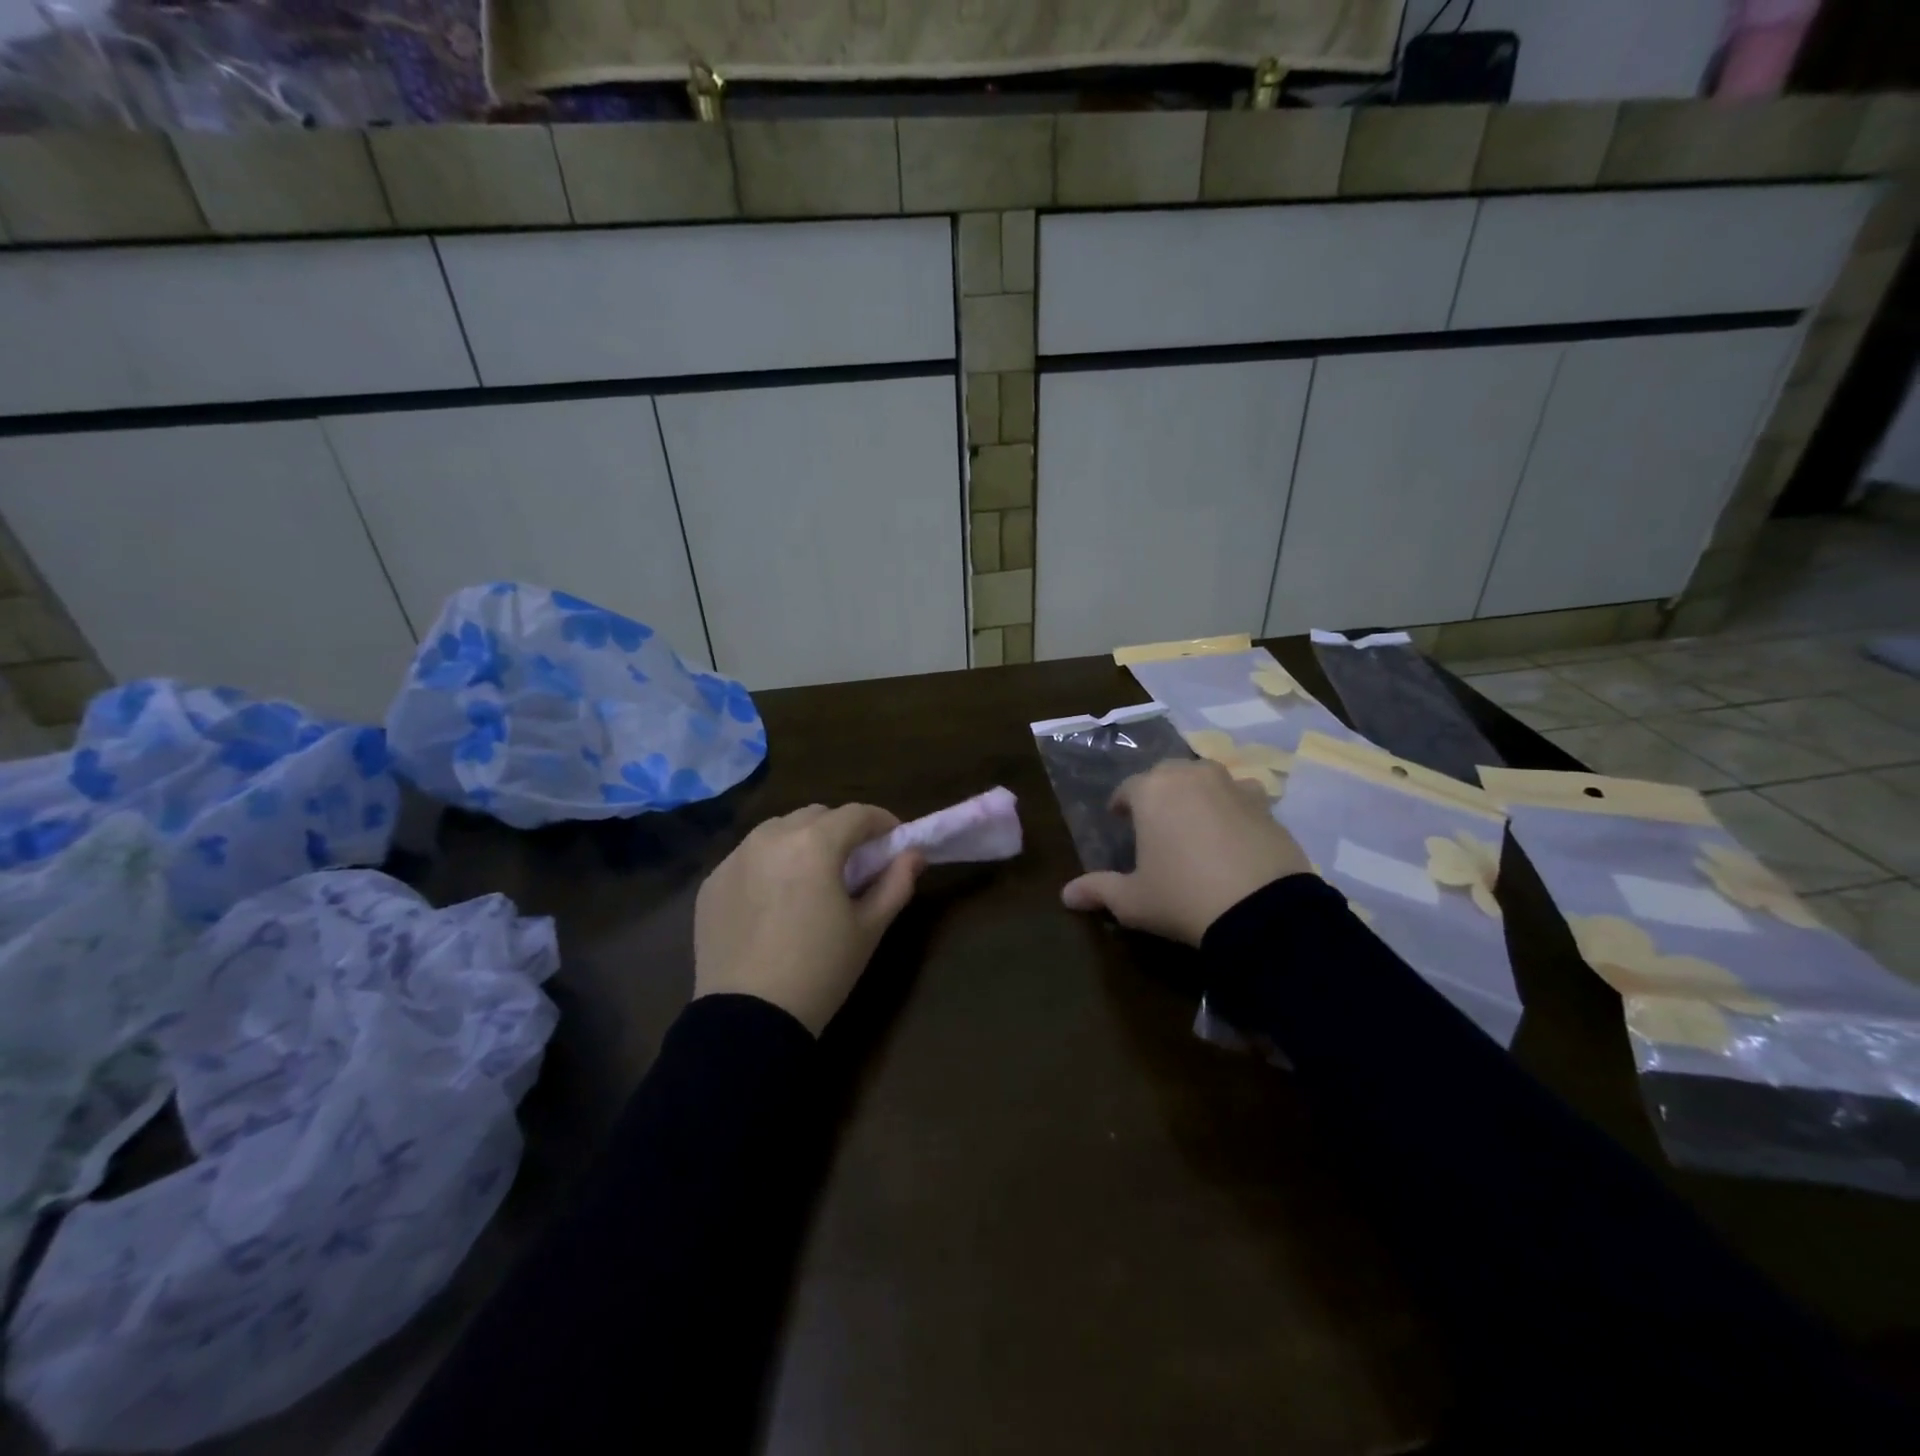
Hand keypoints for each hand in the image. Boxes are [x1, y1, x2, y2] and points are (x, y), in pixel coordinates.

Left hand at [694, 803, 923, 1034]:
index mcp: (814, 843)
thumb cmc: (820, 970)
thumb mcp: (869, 928)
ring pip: (778, 830)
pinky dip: (769, 864)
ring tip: (812, 877)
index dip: (883, 822)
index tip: (895, 841)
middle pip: (816, 816)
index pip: (857, 814)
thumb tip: (914, 855)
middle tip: (855, 862)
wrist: (748, 1018)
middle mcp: (771, 837)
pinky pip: (748, 857)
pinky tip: (775, 899)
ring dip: (803, 841)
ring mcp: (735, 857)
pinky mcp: (712, 881)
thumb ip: (896, 883)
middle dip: (841, 830)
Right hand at [1061, 760, 1311, 945]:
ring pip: (1206, 780)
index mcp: (1151, 791)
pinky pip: (1241, 797)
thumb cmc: (1182, 897)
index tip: (1118, 820)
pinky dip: (1232, 809)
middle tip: (1155, 822)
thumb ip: (1098, 890)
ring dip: (1196, 794)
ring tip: (1194, 824)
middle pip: (1167, 775)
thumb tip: (1066, 895)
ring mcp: (1233, 786)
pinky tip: (1232, 834)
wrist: (1262, 910)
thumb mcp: (1133, 900)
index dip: (1120, 804)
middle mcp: (1191, 776)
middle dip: (1158, 793)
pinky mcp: (1266, 805)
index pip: (1127, 789)